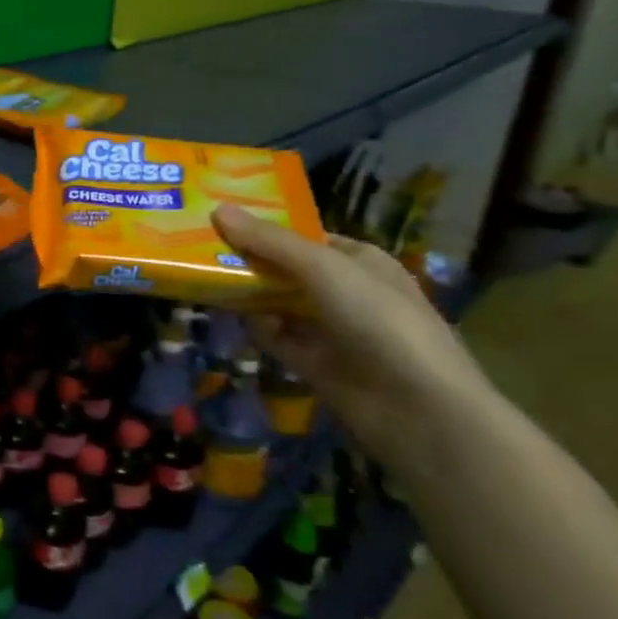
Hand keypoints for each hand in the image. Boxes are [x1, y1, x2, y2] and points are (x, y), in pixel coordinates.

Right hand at [212, 204, 498, 471]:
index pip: (303, 236)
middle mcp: (345, 291)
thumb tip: (217, 209)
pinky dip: (259, 328)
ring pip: (277, 302)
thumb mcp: (324, 268)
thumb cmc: (379, 320)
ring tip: (205, 279)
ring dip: (248, 294)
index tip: (220, 219)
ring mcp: (330, 329)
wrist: (418, 409)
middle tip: (198, 248)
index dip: (265, 227)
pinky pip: (277, 337)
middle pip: (285, 268)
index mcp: (359, 261)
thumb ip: (270, 241)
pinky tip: (239, 319)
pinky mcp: (315, 363)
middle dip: (249, 259)